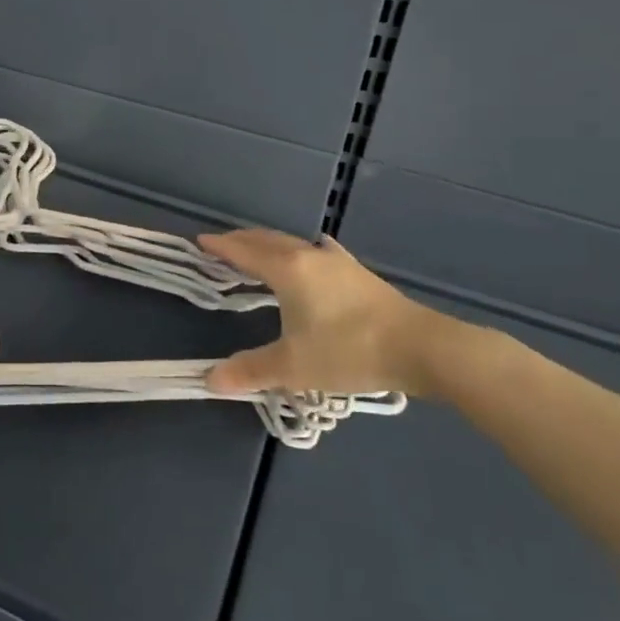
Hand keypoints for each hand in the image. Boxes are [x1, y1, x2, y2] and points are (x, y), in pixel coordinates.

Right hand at [198, 229, 470, 397]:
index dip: (220, 246)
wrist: (420, 348)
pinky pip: (318, 252)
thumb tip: (209, 380)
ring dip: (269, 245)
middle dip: (241, 241)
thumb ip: (250, 370)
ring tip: (257, 253)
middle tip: (221, 246)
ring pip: (292, 243)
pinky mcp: (357, 273)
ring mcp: (337, 262)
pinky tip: (313, 254)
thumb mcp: (293, 366)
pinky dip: (301, 251)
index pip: (244, 250)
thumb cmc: (349, 351)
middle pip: (267, 240)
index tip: (200, 241)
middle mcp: (309, 256)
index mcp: (287, 270)